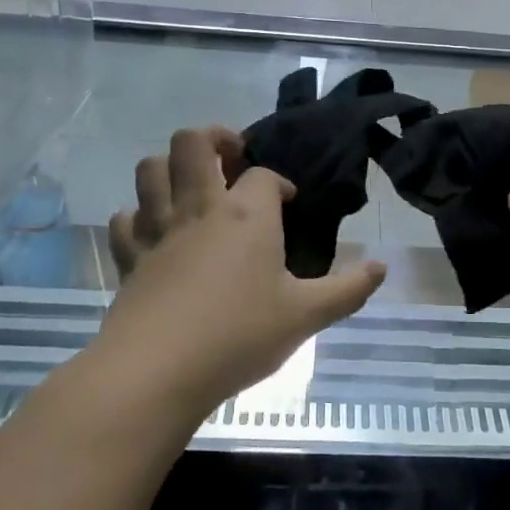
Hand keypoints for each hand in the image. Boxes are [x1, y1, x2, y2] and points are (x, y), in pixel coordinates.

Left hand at [99, 128, 385, 428]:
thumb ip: (348, 290)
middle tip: (232, 158)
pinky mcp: (129, 258)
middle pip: (192, 143)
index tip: (288, 202)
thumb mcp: (306, 316)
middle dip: (214, 138)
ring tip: (192, 185)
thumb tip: (383, 267)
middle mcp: (199, 209)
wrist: (156, 371)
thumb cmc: (239, 336)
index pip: (264, 174)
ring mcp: (158, 230)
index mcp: (246, 215)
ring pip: (150, 169)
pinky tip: (155, 231)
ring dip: (169, 166)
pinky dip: (139, 216)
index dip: (279, 182)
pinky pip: (126, 219)